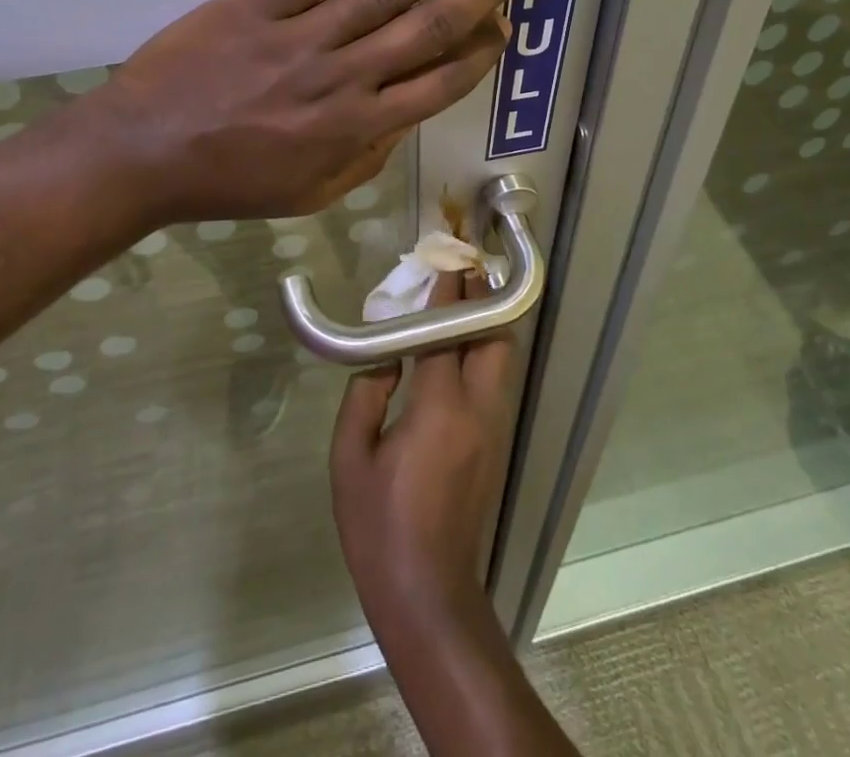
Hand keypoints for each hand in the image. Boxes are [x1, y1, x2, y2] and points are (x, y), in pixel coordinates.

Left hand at [85, 0, 539, 222]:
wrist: (144, 153)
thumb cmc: (230, 180)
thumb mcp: (309, 193)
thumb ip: (366, 156)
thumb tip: (407, 117)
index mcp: (356, 128)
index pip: (439, 83)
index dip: (480, 51)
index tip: (506, 24)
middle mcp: (344, 77)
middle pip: (429, 26)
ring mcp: (303, 36)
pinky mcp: (260, 4)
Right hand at [330, 274, 513, 635]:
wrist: (426, 592)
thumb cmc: (378, 524)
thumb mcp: (350, 457)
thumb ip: (366, 394)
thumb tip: (383, 357)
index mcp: (439, 407)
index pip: (448, 332)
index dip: (448, 292)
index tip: (447, 257)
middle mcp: (477, 410)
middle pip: (495, 339)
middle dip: (482, 302)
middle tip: (460, 276)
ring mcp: (492, 431)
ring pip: (499, 361)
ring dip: (484, 327)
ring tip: (458, 304)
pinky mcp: (494, 448)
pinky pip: (492, 385)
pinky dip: (480, 356)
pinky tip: (455, 354)